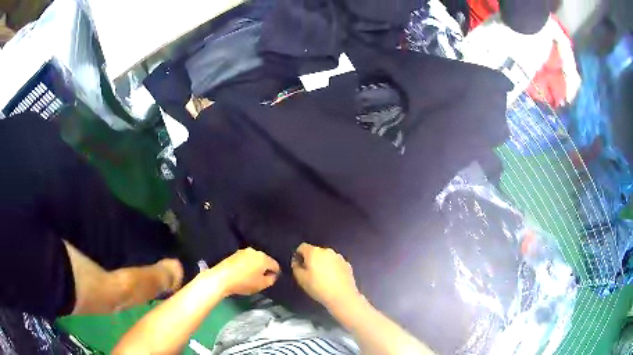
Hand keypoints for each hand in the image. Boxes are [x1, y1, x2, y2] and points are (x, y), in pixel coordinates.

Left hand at [211, 248, 279, 296]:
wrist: (222, 278)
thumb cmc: (244, 282)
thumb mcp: (262, 285)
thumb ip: (271, 280)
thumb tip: (272, 275)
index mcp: (264, 258)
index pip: (275, 265)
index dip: (275, 274)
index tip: (270, 281)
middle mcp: (255, 251)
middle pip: (264, 261)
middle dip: (264, 269)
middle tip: (261, 280)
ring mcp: (243, 251)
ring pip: (254, 260)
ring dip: (255, 267)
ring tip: (251, 277)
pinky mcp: (234, 254)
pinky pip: (245, 260)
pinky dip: (246, 266)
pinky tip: (242, 274)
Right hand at [291, 243, 360, 309]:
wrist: (342, 296)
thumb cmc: (318, 287)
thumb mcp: (301, 279)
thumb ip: (296, 267)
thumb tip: (296, 261)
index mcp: (314, 252)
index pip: (302, 247)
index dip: (298, 255)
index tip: (298, 265)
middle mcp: (327, 251)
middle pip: (315, 252)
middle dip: (311, 260)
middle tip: (309, 273)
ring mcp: (339, 257)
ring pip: (326, 257)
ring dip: (322, 264)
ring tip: (322, 278)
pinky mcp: (347, 264)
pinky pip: (335, 263)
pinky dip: (332, 268)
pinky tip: (332, 280)